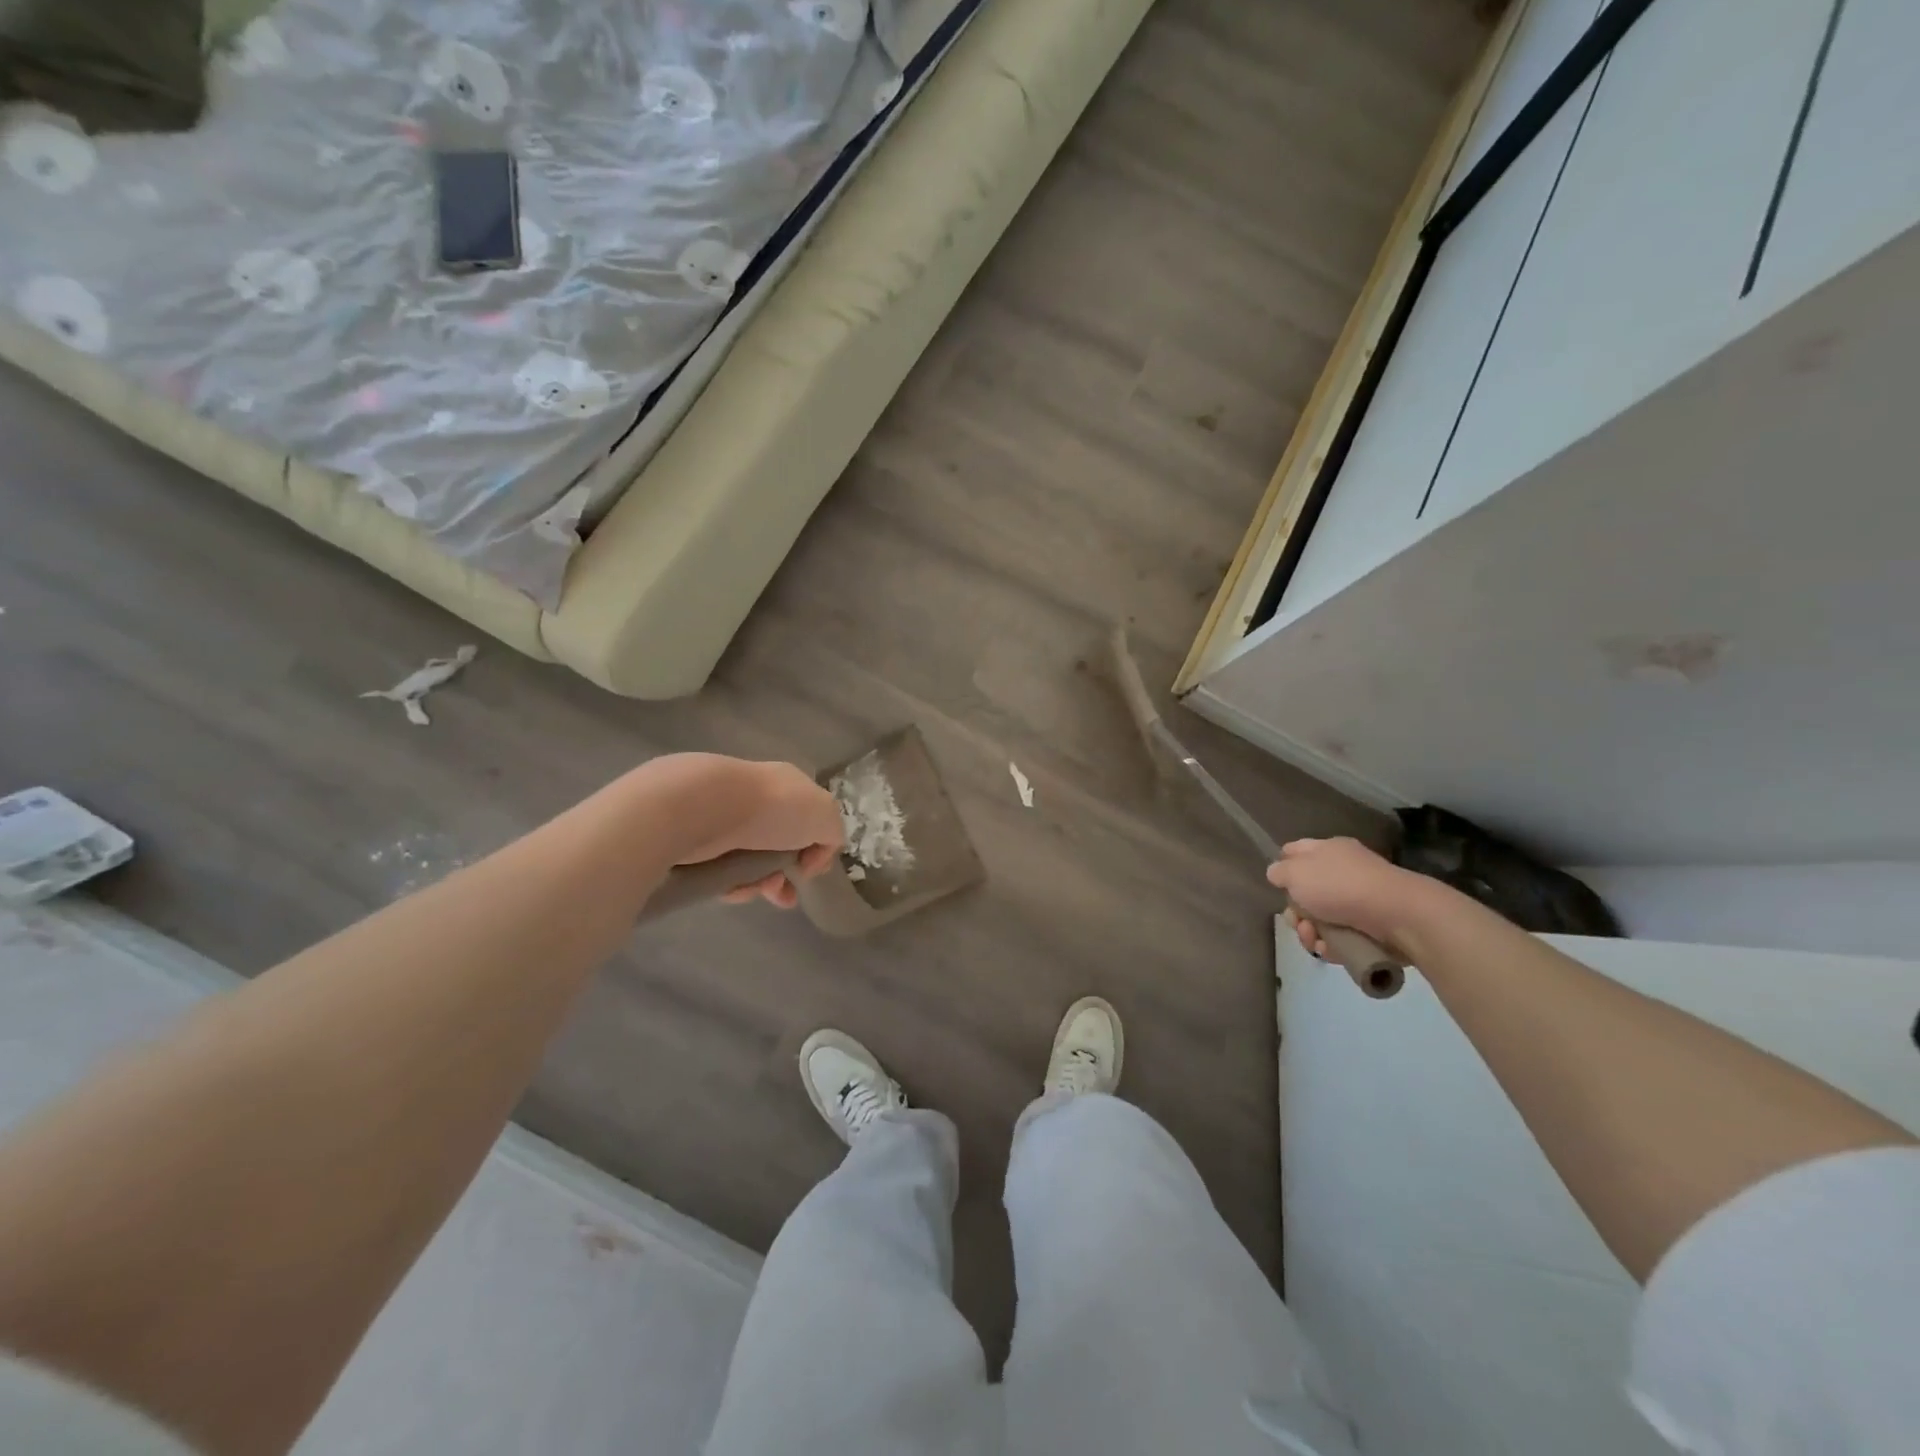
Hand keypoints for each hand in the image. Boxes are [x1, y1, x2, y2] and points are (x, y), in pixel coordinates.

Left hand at [651, 756, 843, 908]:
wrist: (705, 807)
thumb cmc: (774, 809)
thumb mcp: (825, 816)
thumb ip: (832, 834)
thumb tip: (812, 857)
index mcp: (788, 786)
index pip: (808, 819)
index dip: (815, 849)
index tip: (810, 871)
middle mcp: (757, 798)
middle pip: (779, 845)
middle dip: (784, 875)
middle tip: (783, 896)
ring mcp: (724, 818)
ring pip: (750, 862)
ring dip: (759, 884)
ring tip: (754, 892)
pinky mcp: (697, 838)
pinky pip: (721, 869)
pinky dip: (731, 884)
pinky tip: (732, 889)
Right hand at [1265, 837, 1437, 960]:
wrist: (1398, 915)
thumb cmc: (1340, 886)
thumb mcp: (1296, 873)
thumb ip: (1279, 872)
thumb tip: (1277, 874)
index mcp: (1327, 850)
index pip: (1295, 851)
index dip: (1282, 867)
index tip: (1278, 886)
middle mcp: (1343, 870)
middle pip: (1305, 891)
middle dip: (1295, 911)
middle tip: (1298, 921)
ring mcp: (1359, 898)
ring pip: (1321, 917)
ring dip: (1311, 932)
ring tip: (1314, 940)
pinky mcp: (1372, 925)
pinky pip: (1342, 935)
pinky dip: (1332, 945)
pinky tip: (1330, 950)